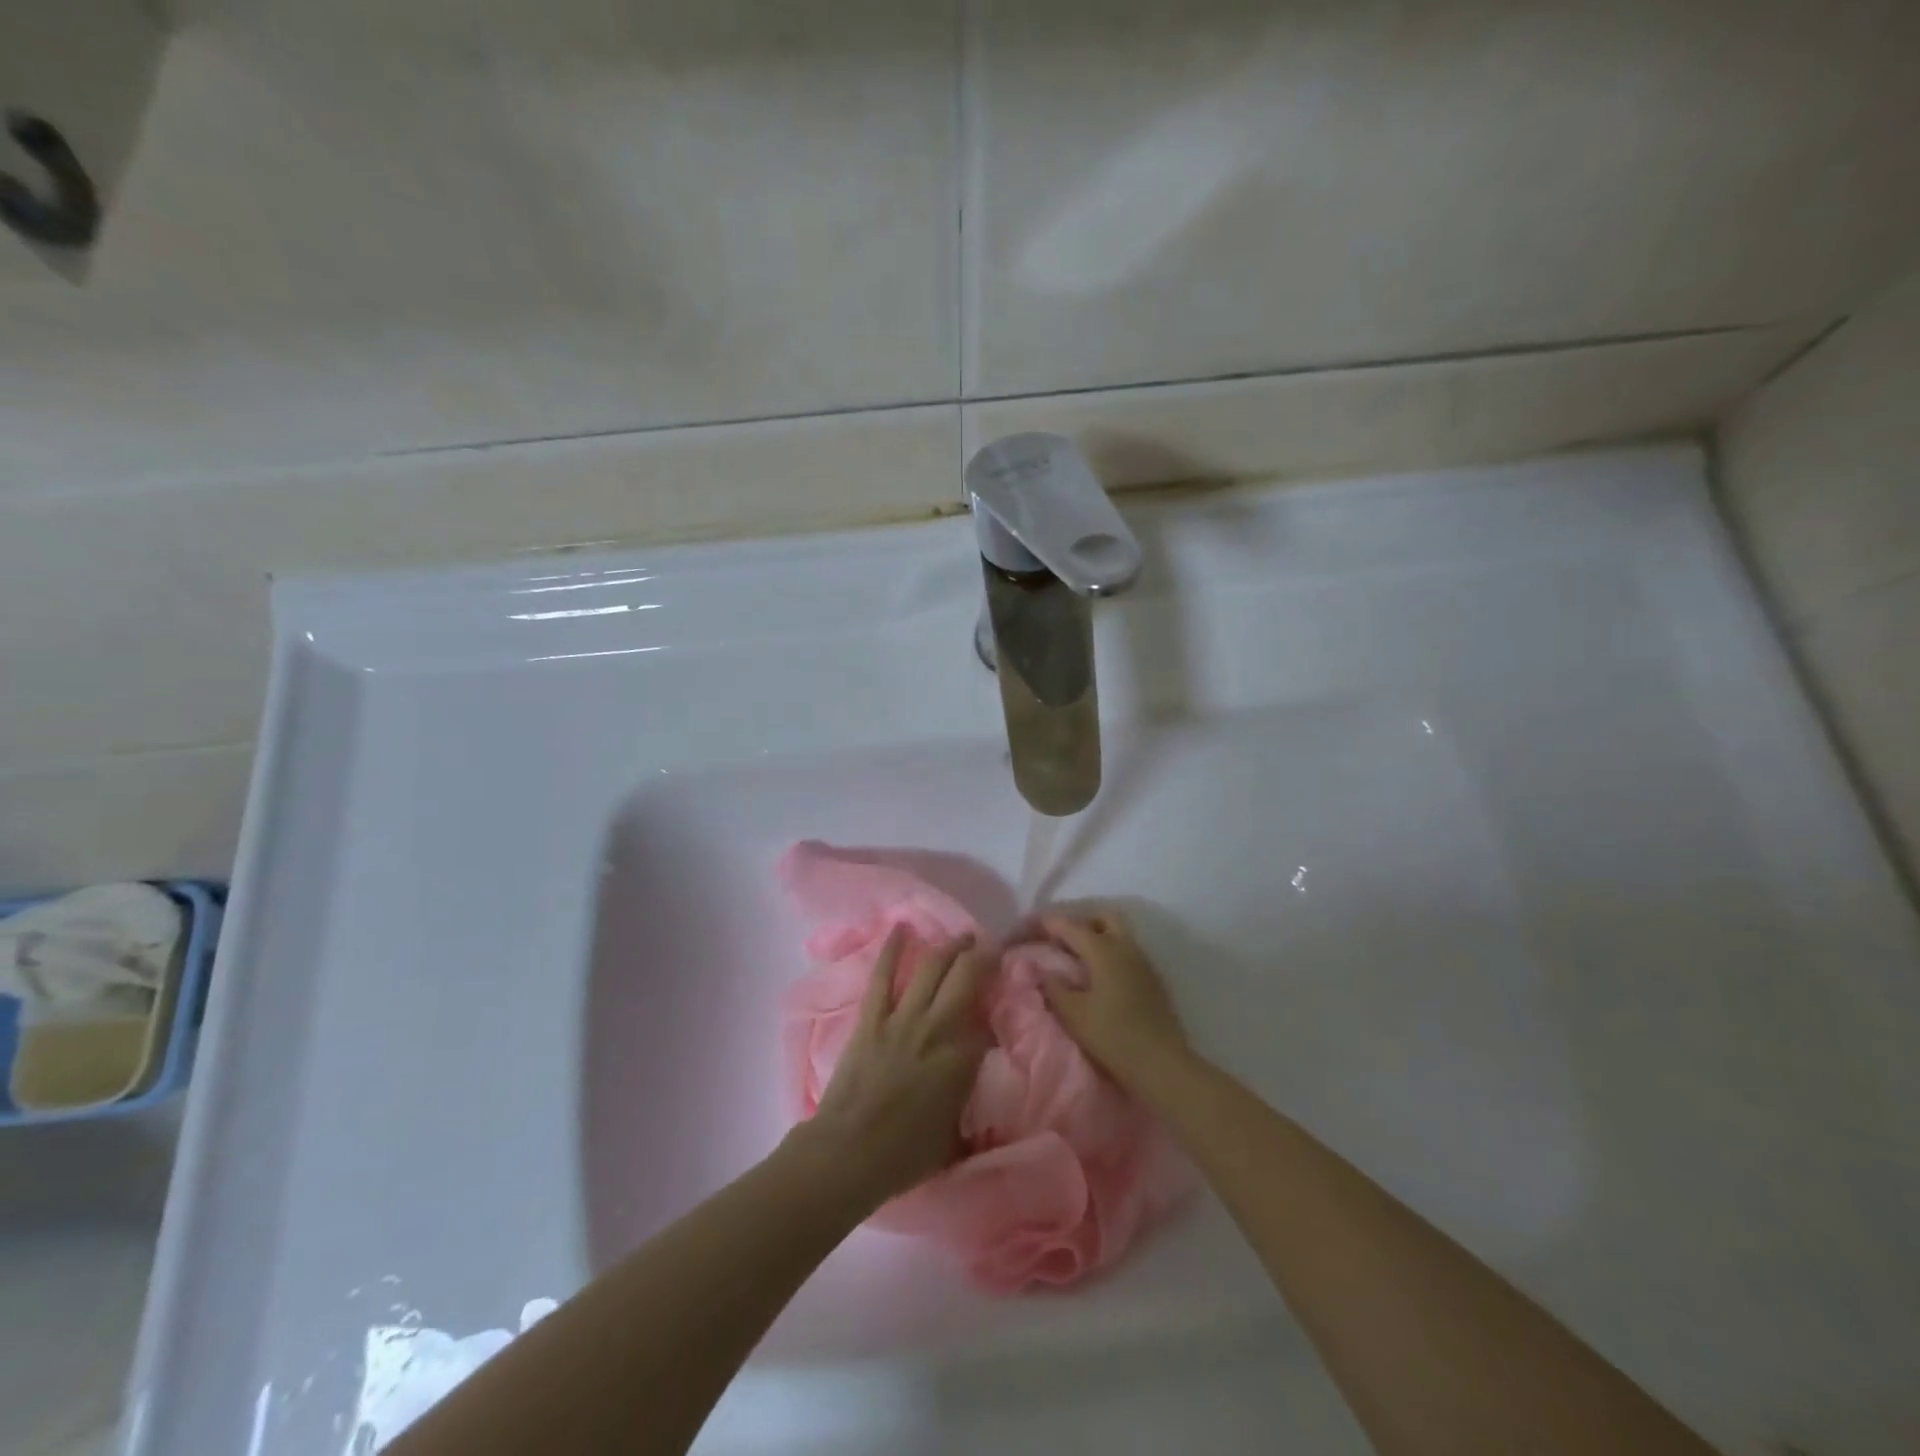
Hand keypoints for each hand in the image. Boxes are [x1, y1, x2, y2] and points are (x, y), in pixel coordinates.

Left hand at [797, 927, 993, 1208]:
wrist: (852, 1152)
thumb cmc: (907, 1155)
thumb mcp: (956, 1132)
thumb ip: (969, 1095)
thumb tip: (976, 1073)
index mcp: (963, 1058)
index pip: (988, 1016)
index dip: (998, 997)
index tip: (1006, 986)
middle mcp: (939, 1027)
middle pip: (966, 976)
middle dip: (980, 955)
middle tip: (988, 947)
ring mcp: (903, 1018)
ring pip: (931, 968)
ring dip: (949, 947)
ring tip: (962, 936)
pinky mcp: (872, 1017)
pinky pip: (883, 975)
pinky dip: (892, 949)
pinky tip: (902, 928)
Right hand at [1039, 909, 1187, 1088]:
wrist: (1161, 1064)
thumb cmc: (1113, 1036)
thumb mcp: (1074, 1014)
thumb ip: (1055, 987)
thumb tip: (1044, 971)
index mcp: (1103, 950)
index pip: (1070, 925)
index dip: (1047, 922)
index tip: (1030, 925)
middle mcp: (1125, 947)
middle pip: (1102, 917)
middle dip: (1080, 920)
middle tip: (1059, 938)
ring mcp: (1143, 962)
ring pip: (1118, 932)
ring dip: (1097, 935)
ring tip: (1076, 956)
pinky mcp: (1152, 979)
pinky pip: (1127, 951)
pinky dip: (1110, 952)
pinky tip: (1099, 974)